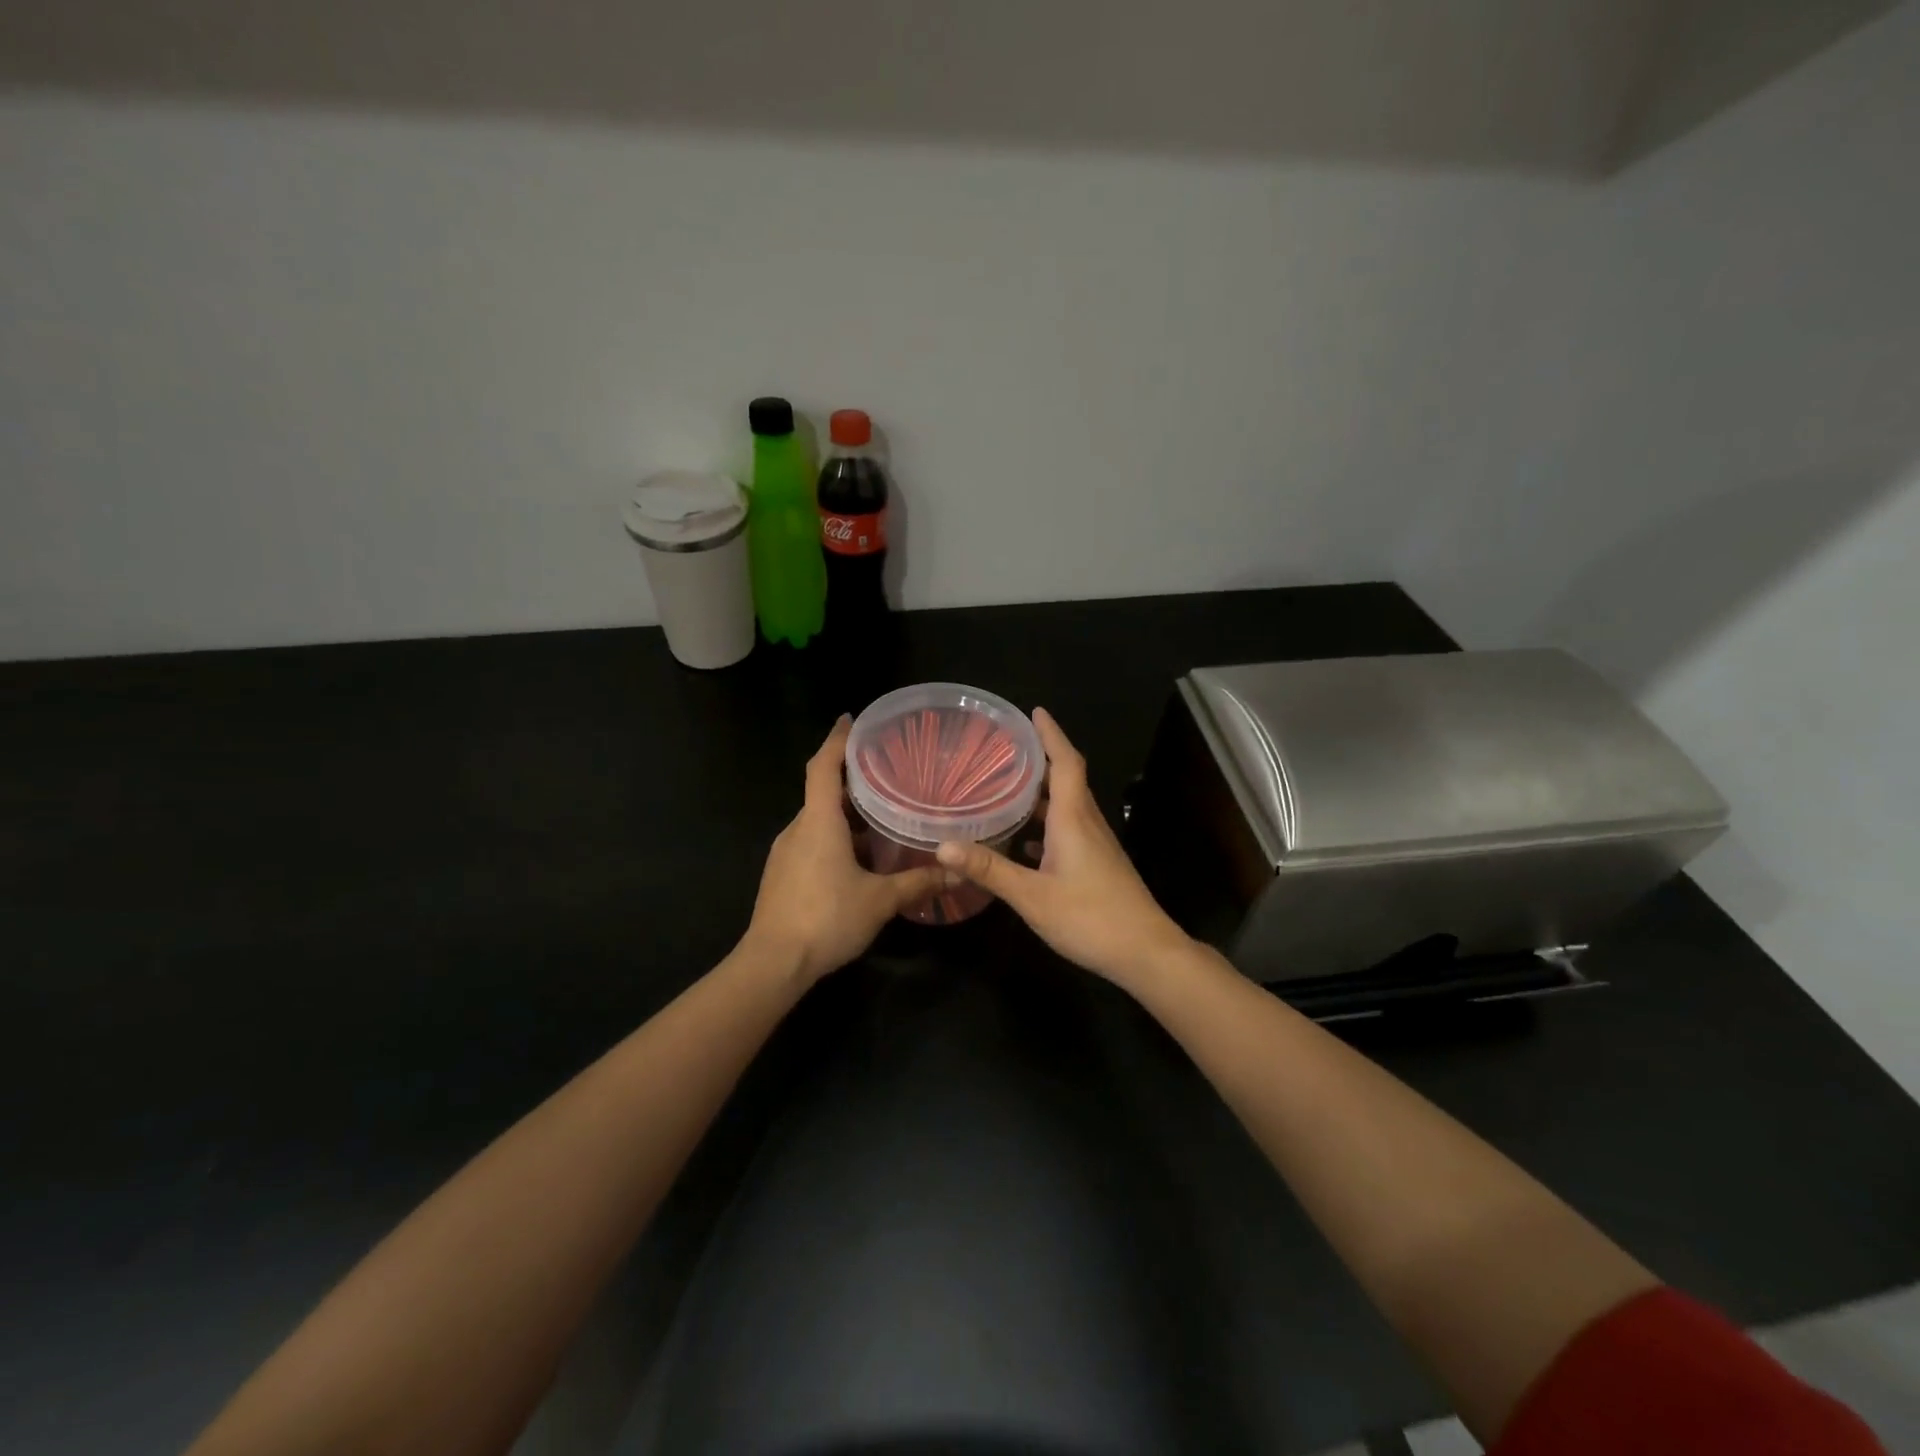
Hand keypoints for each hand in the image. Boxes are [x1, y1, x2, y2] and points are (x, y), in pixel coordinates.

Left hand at [744, 716, 951, 984]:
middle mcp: (798, 828)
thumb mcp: (880, 900)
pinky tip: (861, 857)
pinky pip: (812, 842)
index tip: (851, 719)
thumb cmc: (826, 918)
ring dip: (846, 814)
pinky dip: (836, 838)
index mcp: (818, 821)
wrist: (773, 963)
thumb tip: (958, 871)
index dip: (837, 740)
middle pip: (823, 791)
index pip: (823, 766)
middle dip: (852, 780)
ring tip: (883, 815)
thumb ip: (918, 882)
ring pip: (818, 820)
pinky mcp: (782, 874)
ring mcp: (786, 852)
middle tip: (888, 772)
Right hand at [936, 708, 1190, 986]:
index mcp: (1073, 818)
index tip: (1034, 711)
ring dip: (1040, 792)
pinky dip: (1045, 824)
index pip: (1065, 762)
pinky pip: (1068, 829)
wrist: (1145, 952)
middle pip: (1066, 778)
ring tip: (1005, 787)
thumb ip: (989, 869)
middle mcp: (1087, 822)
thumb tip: (942, 846)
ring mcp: (1095, 844)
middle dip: (1040, 758)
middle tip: (1004, 749)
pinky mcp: (1097, 863)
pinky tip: (1023, 841)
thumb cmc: (1090, 918)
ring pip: (1067, 805)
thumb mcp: (1032, 896)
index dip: (1051, 734)